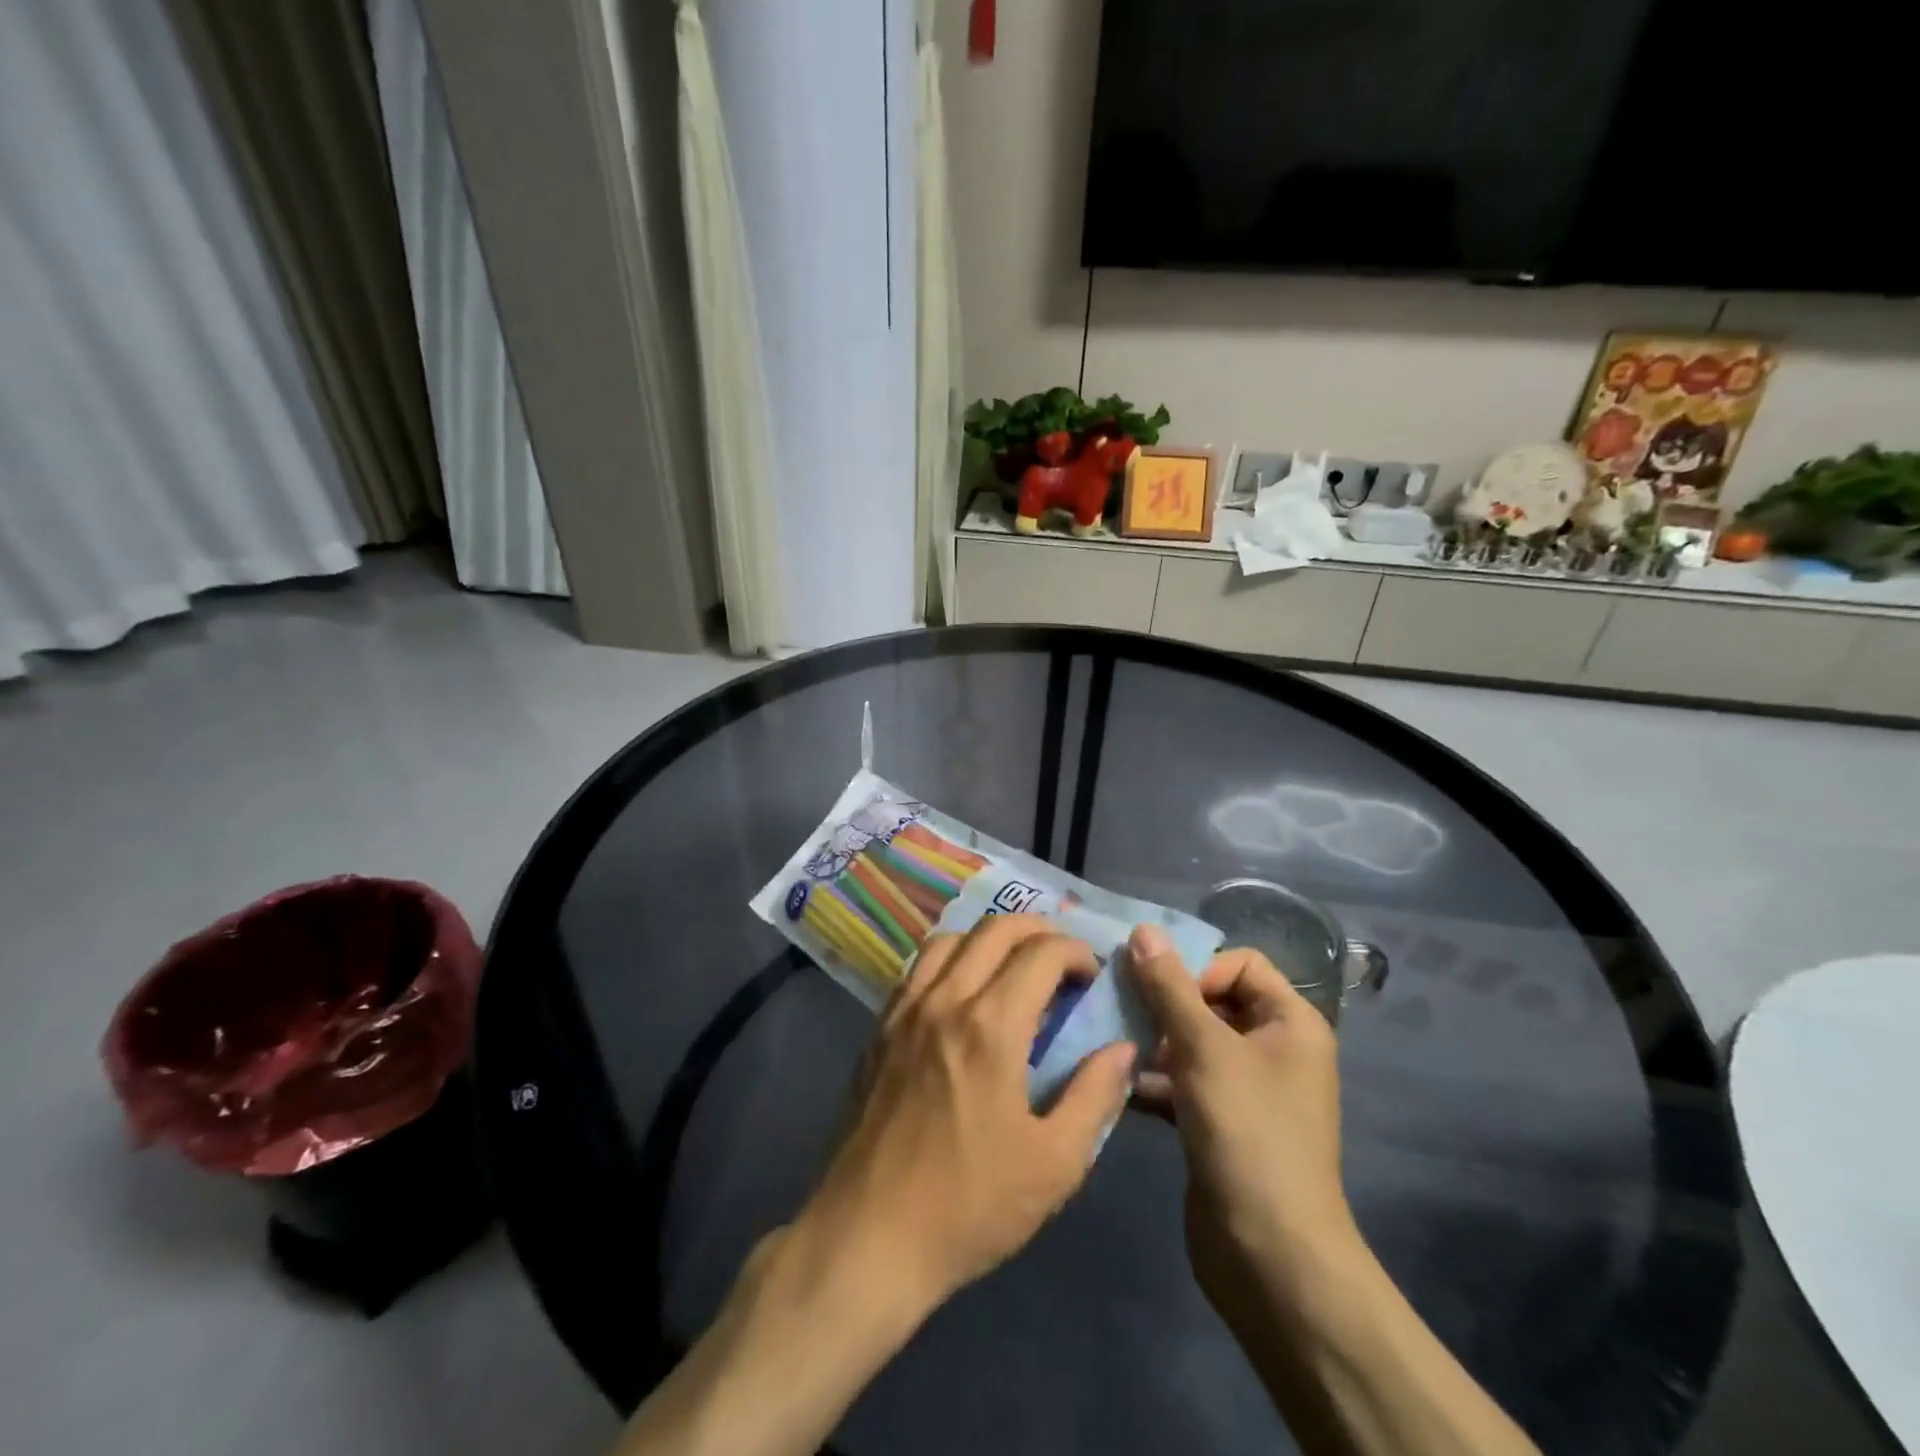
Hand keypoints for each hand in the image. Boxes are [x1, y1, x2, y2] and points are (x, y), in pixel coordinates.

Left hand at [794, 914, 1136, 1316]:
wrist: (869, 1236)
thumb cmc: (969, 1205)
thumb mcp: (1054, 1164)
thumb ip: (1094, 1096)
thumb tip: (1122, 1049)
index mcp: (991, 1026)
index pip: (1041, 953)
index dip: (1076, 952)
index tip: (1092, 976)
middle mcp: (945, 999)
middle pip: (994, 929)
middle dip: (1038, 931)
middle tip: (1062, 960)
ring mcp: (905, 1010)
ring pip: (950, 938)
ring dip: (990, 938)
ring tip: (1013, 967)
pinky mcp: (879, 1028)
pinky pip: (918, 967)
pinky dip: (951, 958)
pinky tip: (963, 990)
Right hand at [1126, 925, 1361, 1329]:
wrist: (1271, 1257)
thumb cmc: (1248, 1134)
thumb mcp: (1205, 1049)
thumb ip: (1170, 987)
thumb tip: (1144, 929)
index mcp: (1290, 1023)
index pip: (1240, 963)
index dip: (1198, 966)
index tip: (1159, 991)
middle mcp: (1272, 1049)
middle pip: (1210, 1000)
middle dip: (1163, 1002)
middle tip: (1119, 1006)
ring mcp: (1245, 1090)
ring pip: (1190, 1042)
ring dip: (1150, 1039)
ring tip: (1108, 1040)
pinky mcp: (1217, 1124)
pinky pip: (1181, 1082)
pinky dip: (1152, 1078)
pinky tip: (1113, 1080)